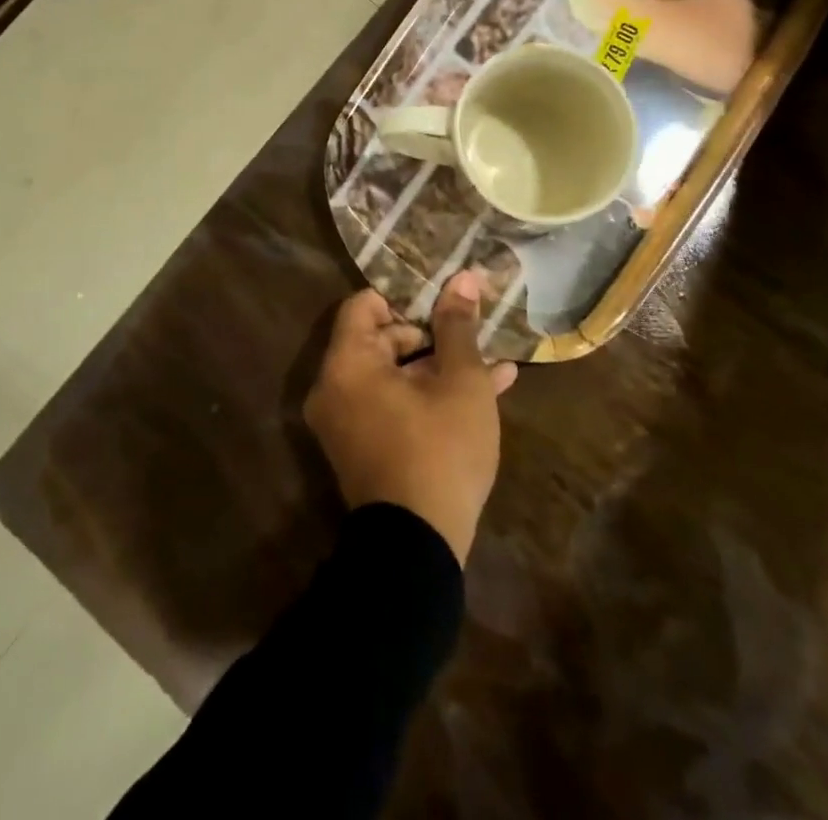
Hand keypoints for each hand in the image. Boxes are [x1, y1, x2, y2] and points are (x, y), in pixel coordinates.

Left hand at [303, 272, 516, 565]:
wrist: (418, 549)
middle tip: (471, 335)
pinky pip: (392, 405)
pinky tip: (485, 392)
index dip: (405, 298)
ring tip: (491, 363)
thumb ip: (457, 326)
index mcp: (348, 363)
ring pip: (394, 375)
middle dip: (430, 335)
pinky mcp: (362, 449)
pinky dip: (427, 396)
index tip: (442, 304)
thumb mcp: (460, 381)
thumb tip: (463, 277)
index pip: (364, 304)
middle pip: (379, 339)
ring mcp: (346, 422)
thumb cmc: (440, 450)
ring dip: (439, 366)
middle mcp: (335, 388)